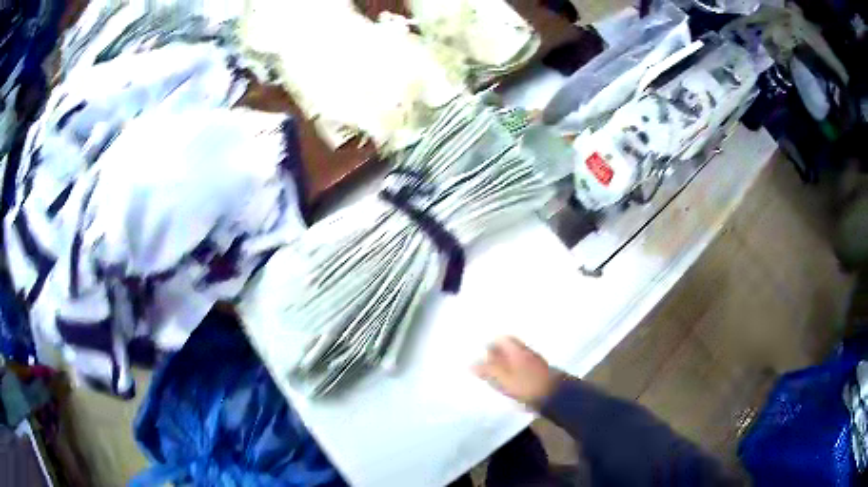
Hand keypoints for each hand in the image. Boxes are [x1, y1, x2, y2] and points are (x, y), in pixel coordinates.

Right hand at [473, 336, 561, 408]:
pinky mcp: (538, 374)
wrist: (554, 395)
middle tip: (485, 361)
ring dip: (505, 362)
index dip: (491, 343)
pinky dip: (513, 371)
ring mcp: (534, 363)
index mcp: (517, 350)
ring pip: (516, 358)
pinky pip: (522, 367)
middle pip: (509, 348)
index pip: (503, 339)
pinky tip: (508, 381)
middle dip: (497, 352)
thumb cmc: (526, 385)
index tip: (481, 350)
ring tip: (494, 373)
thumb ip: (487, 370)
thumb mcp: (503, 378)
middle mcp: (526, 352)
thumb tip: (471, 364)